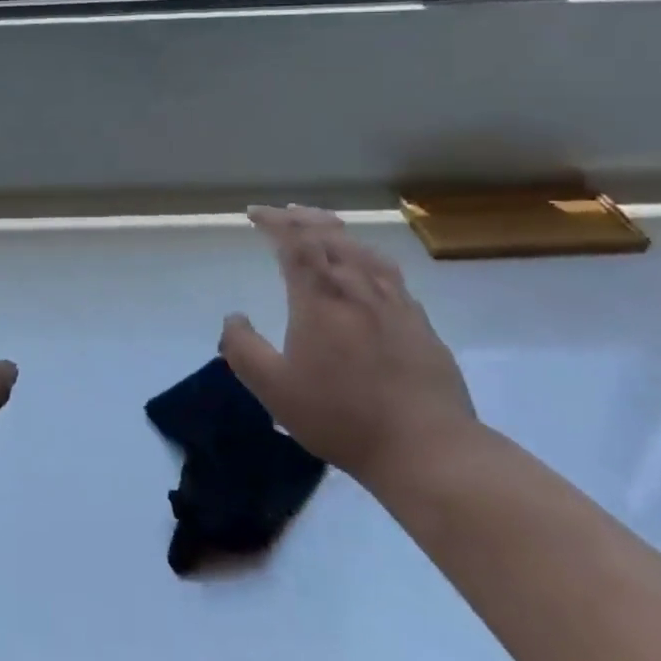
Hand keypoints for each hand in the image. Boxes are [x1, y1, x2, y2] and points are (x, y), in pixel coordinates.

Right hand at [220, 206, 475, 481]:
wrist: (427, 447)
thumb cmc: (341, 416)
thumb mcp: (274, 389)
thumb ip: (243, 349)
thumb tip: (233, 317)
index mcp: (319, 297)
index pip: (294, 241)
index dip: (273, 221)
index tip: (254, 214)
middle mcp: (357, 287)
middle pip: (329, 235)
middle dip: (301, 218)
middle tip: (282, 214)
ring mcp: (393, 301)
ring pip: (361, 248)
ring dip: (335, 231)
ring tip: (321, 228)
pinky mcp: (419, 320)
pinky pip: (387, 270)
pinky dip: (365, 254)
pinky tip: (367, 268)